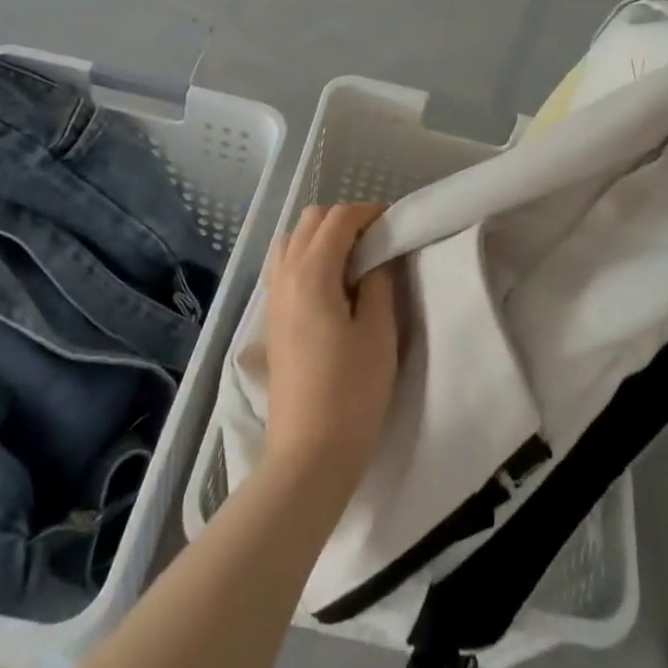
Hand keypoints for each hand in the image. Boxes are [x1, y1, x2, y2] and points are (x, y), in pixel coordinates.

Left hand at [262, 204, 399, 497]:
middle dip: (344, 219)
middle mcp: (285, 275)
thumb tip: (378, 255)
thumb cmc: (351, 392)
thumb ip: (378, 282)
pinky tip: (331, 285)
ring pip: (293, 240)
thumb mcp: (378, 332)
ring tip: (354, 260)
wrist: (308, 455)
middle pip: (311, 221)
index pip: (339, 219)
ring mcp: (273, 297)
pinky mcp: (272, 319)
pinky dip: (307, 257)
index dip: (369, 213)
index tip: (396, 224)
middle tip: (377, 241)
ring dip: (322, 236)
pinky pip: (285, 265)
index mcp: (312, 272)